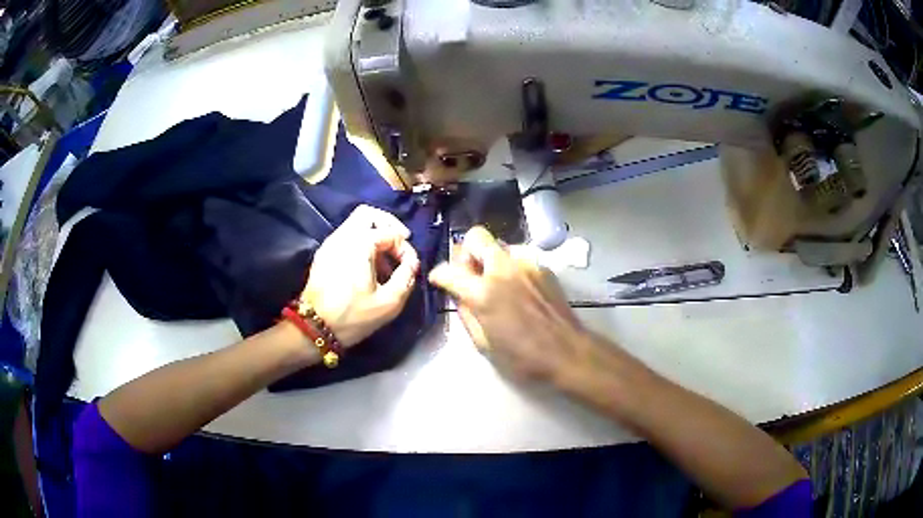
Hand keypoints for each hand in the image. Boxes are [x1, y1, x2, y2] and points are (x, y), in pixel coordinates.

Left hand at [302, 205, 419, 346]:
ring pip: (356, 224)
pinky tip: (369, 267)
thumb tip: (411, 264)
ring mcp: (330, 243)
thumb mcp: (389, 302)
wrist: (314, 328)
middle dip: (388, 226)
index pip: (391, 233)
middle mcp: (343, 236)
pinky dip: (362, 243)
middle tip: (400, 243)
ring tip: (386, 261)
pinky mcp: (324, 253)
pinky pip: (347, 236)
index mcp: (360, 244)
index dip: (405, 249)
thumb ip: (406, 277)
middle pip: (368, 214)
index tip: (410, 267)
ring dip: (375, 236)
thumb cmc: (352, 316)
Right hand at [428, 226, 588, 379]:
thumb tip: (458, 296)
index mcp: (484, 292)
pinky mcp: (543, 267)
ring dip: (490, 259)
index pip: (448, 270)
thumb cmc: (523, 357)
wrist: (567, 351)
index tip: (440, 282)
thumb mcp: (483, 343)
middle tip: (468, 272)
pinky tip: (518, 289)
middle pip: (476, 237)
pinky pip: (518, 257)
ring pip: (499, 246)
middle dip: (466, 251)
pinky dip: (511, 268)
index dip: (439, 275)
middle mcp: (503, 269)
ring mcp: (526, 264)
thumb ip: (466, 313)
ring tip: (497, 283)